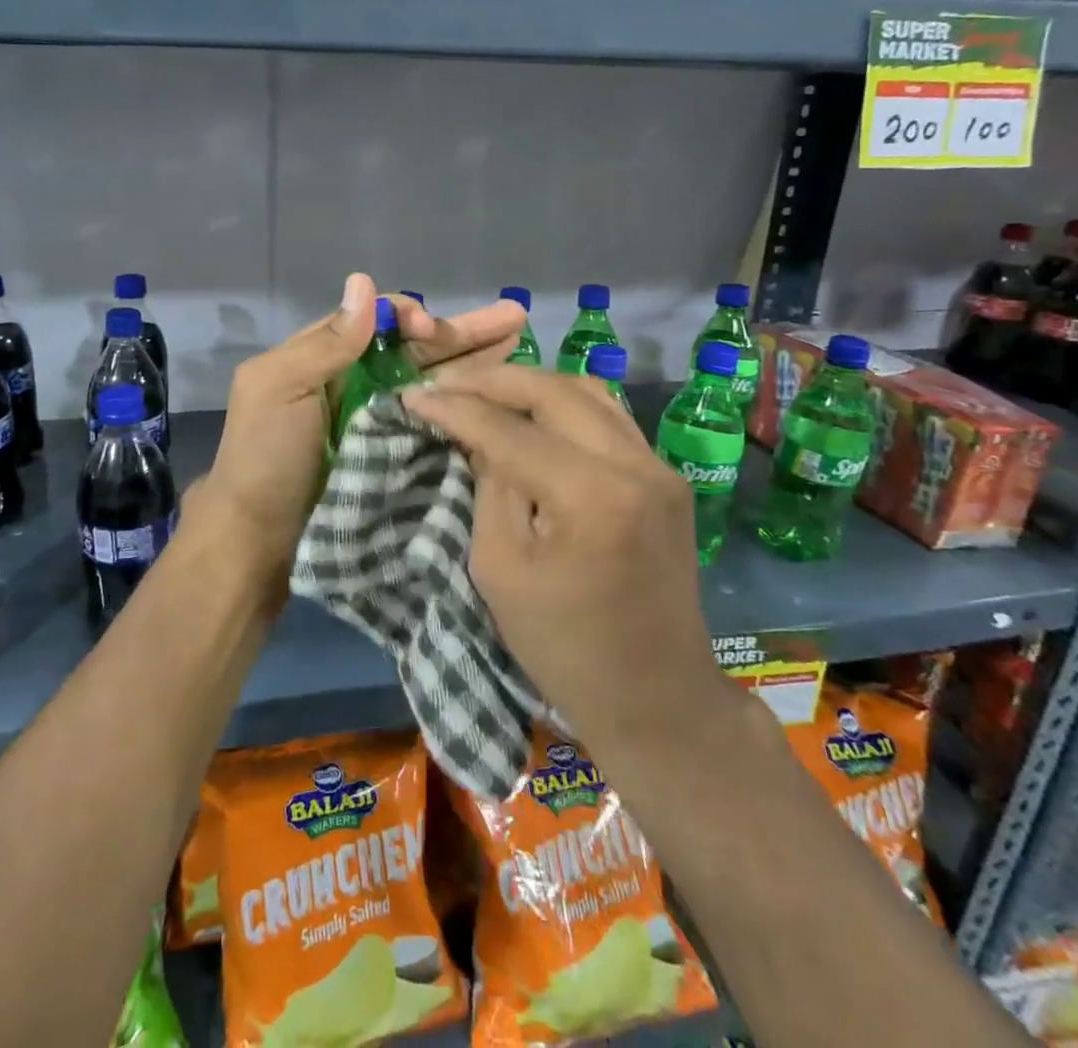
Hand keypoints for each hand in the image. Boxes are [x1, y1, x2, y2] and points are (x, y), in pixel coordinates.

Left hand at [202, 274, 526, 586]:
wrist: (261, 538)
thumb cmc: (265, 457)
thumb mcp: (279, 388)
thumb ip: (326, 342)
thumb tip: (365, 282)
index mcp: (325, 356)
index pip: (379, 320)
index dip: (410, 316)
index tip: (431, 330)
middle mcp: (358, 381)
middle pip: (416, 347)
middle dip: (463, 330)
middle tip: (514, 316)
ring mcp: (381, 418)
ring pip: (432, 378)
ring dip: (474, 358)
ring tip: (520, 339)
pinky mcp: (398, 452)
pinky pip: (435, 417)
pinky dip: (465, 401)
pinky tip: (500, 389)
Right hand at [402, 366, 740, 761]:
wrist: (656, 697)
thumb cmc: (563, 647)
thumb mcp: (500, 569)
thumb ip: (488, 487)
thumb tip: (474, 432)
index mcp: (592, 498)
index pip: (510, 430)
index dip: (455, 408)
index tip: (411, 395)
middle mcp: (636, 466)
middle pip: (554, 390)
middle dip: (491, 381)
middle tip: (444, 383)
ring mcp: (660, 467)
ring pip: (587, 391)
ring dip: (529, 384)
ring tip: (481, 389)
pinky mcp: (666, 476)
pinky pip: (608, 416)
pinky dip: (562, 404)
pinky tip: (528, 411)